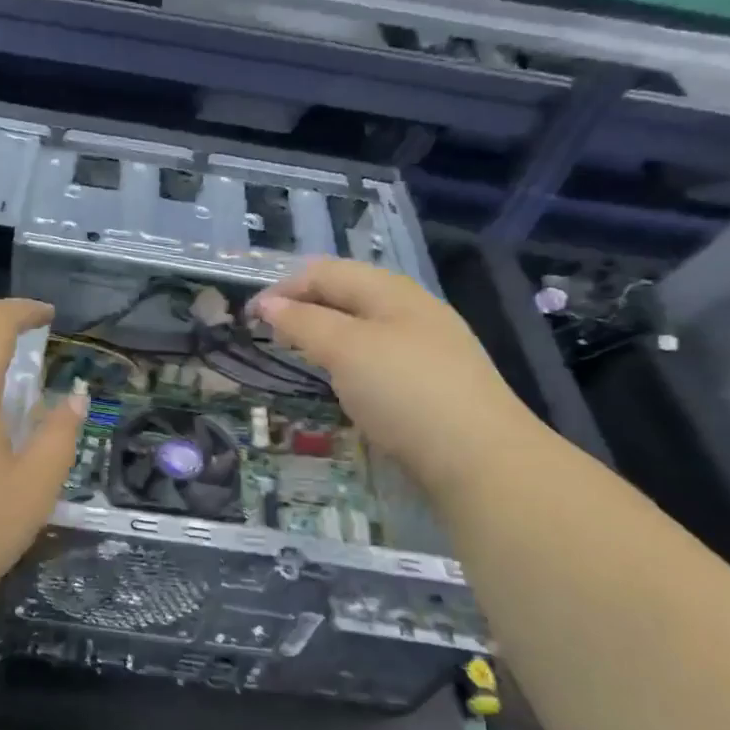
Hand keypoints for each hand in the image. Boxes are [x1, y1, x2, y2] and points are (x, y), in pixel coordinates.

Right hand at [250, 260, 543, 506]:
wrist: (479, 457)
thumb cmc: (405, 390)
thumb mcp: (346, 349)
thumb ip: (303, 323)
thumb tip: (268, 305)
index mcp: (391, 291)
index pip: (326, 272)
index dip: (284, 287)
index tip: (250, 318)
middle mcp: (410, 310)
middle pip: (346, 295)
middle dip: (304, 308)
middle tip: (270, 336)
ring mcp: (425, 347)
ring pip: (362, 327)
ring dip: (324, 335)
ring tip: (299, 356)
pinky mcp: (430, 383)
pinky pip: (377, 358)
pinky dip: (348, 361)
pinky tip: (342, 383)